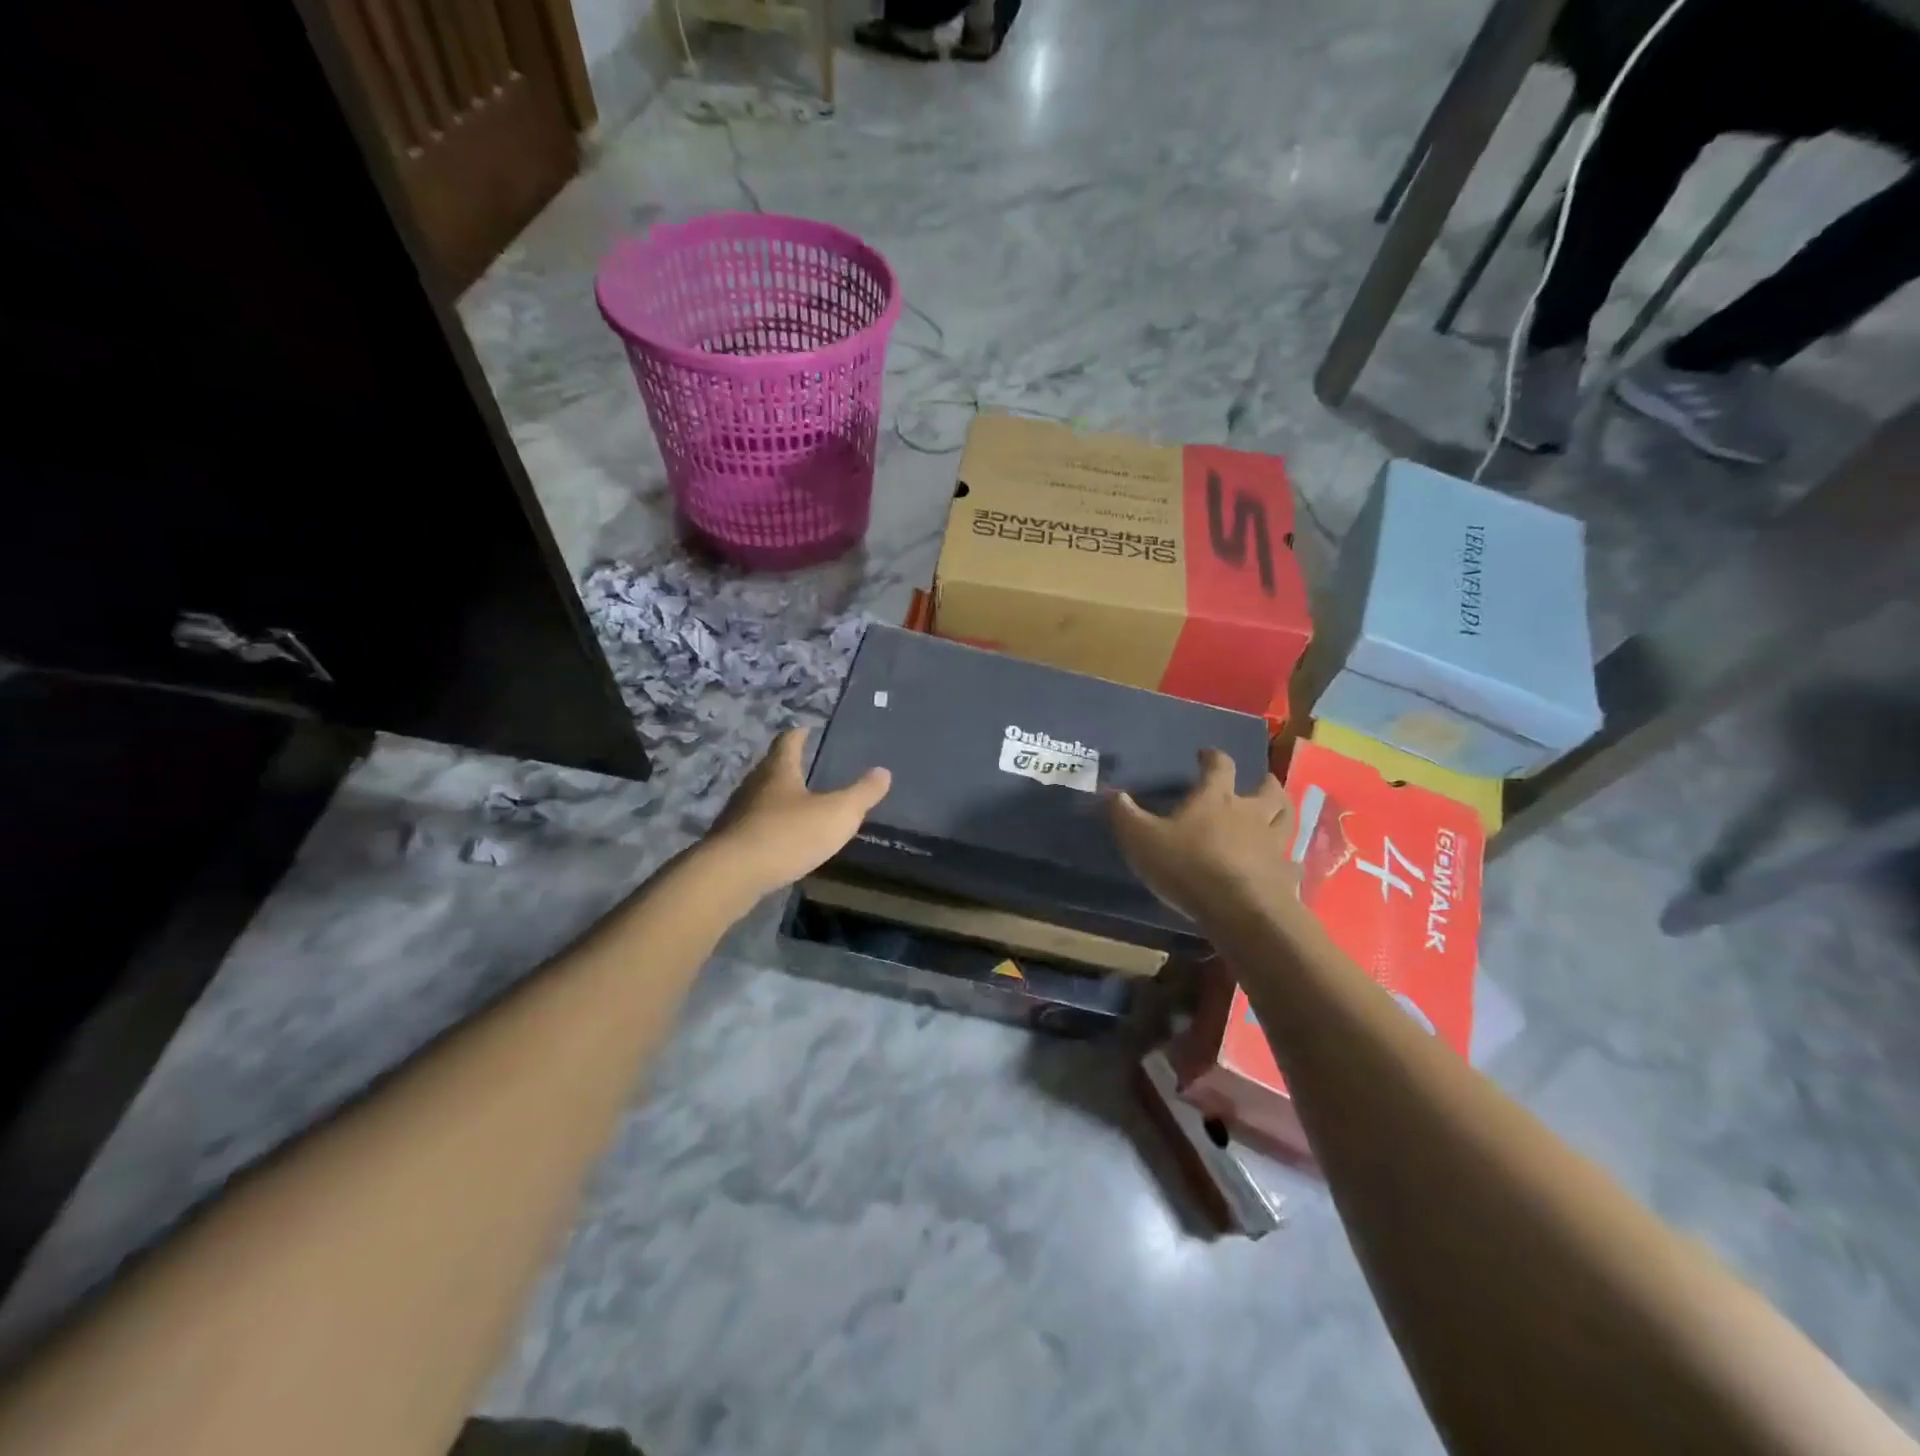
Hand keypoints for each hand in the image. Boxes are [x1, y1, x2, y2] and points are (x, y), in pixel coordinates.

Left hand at [704, 728, 890, 899]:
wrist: (732, 875)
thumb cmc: (789, 834)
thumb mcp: (838, 814)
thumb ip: (862, 794)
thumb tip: (883, 771)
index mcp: (779, 770)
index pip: (788, 741)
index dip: (799, 734)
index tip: (806, 729)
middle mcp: (754, 785)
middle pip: (771, 768)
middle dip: (788, 767)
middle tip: (806, 767)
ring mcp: (738, 814)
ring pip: (759, 798)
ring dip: (776, 799)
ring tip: (796, 805)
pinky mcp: (730, 842)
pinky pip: (753, 826)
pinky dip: (768, 827)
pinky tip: (780, 840)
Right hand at [1109, 748, 1297, 923]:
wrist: (1239, 909)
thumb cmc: (1187, 866)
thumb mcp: (1141, 838)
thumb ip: (1124, 815)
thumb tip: (1111, 793)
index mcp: (1216, 798)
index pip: (1220, 765)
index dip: (1213, 757)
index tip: (1205, 754)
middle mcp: (1250, 813)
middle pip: (1267, 789)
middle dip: (1263, 782)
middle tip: (1260, 781)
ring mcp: (1273, 844)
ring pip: (1286, 819)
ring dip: (1283, 811)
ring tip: (1278, 811)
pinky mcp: (1284, 875)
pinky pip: (1290, 863)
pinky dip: (1287, 861)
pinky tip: (1283, 866)